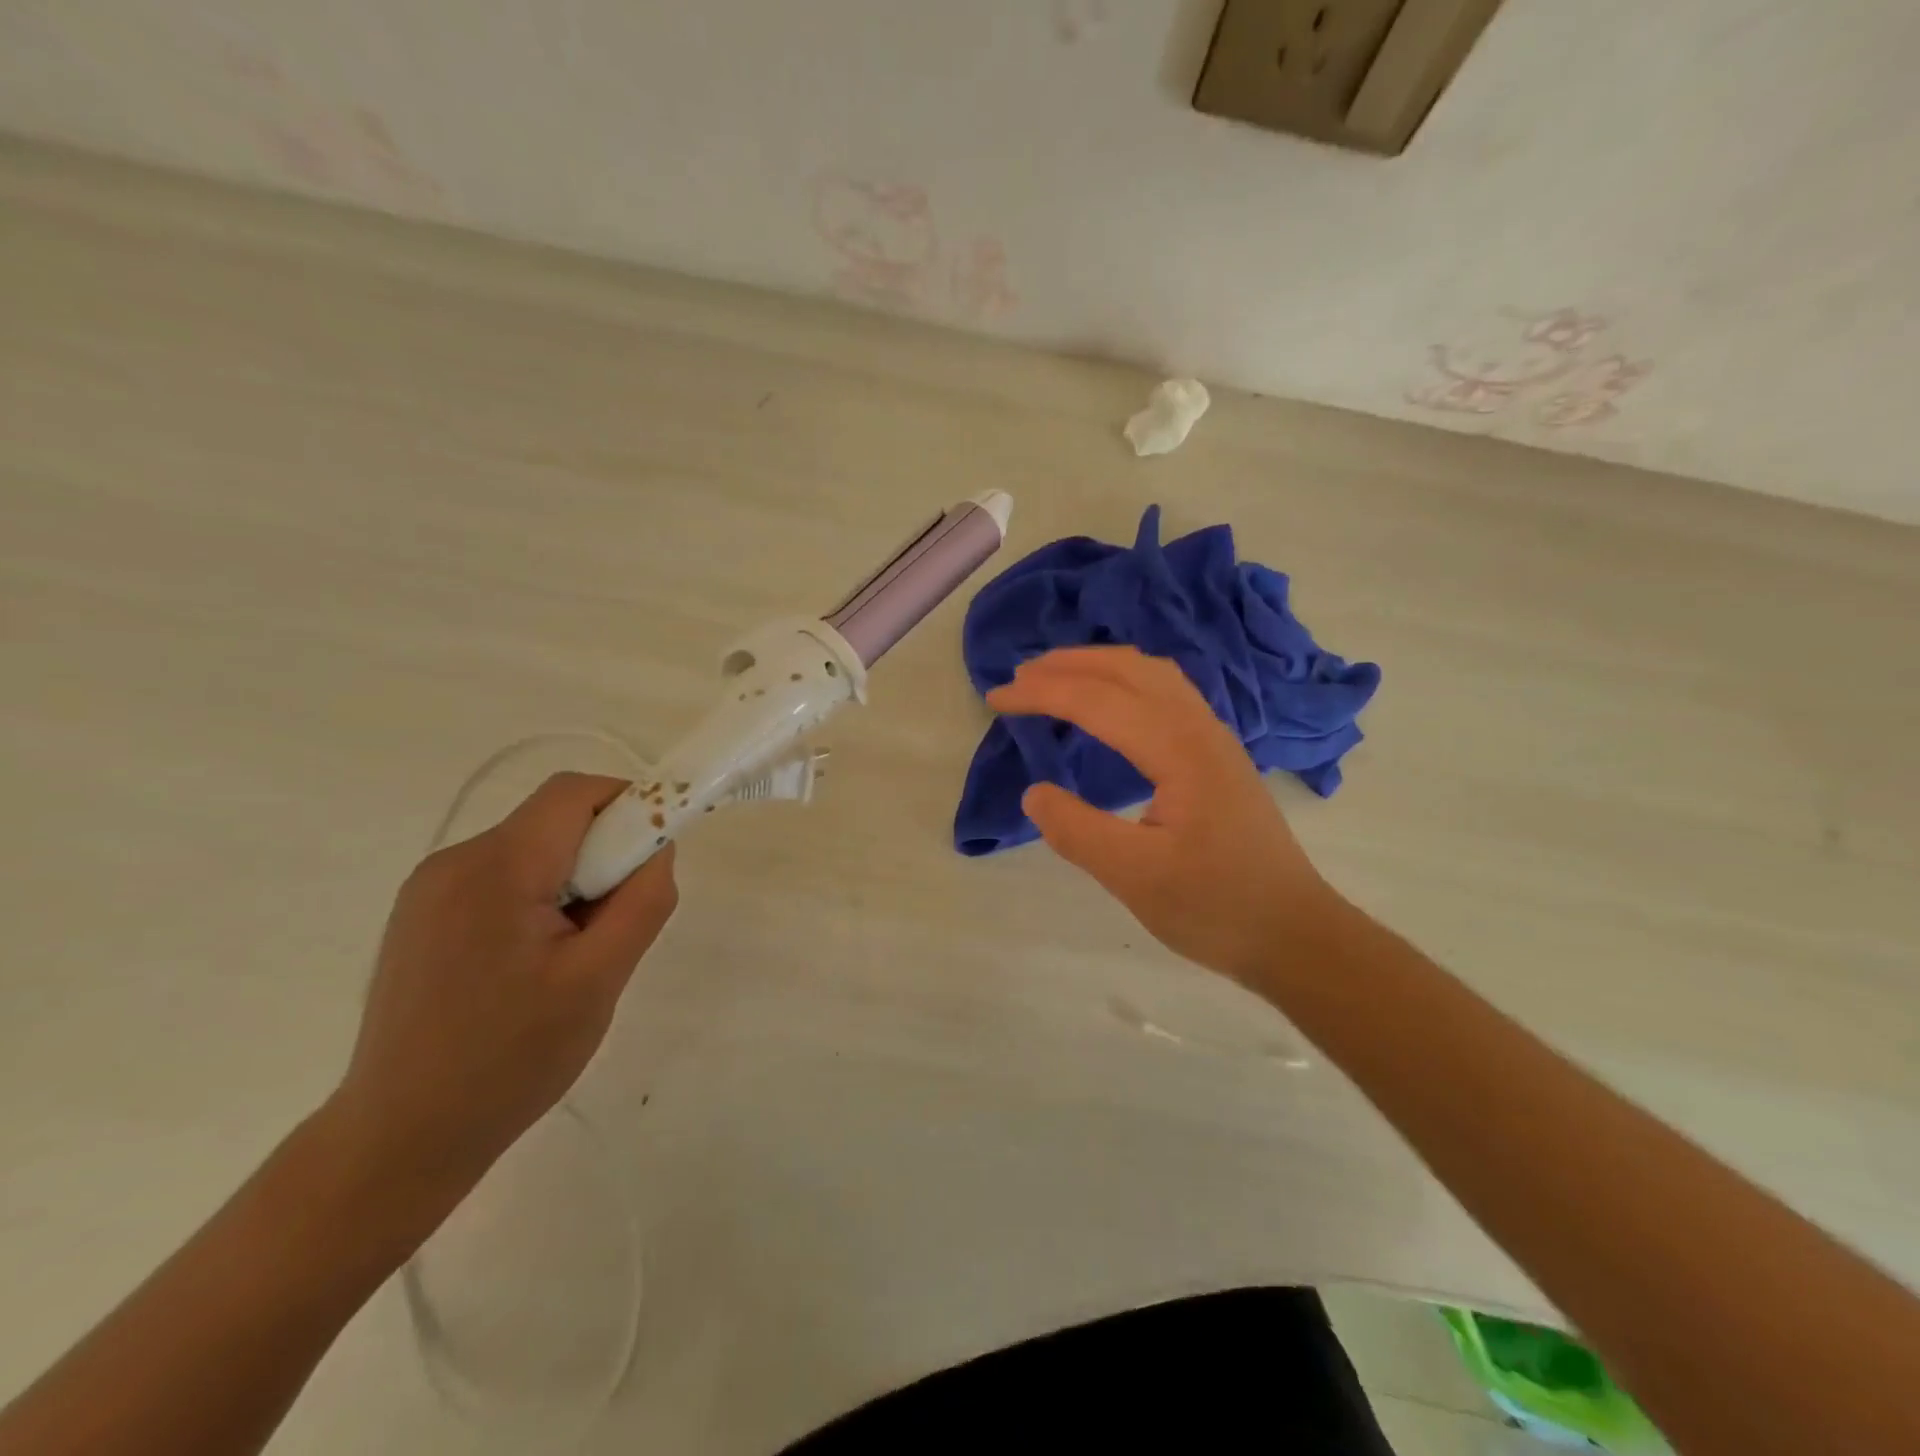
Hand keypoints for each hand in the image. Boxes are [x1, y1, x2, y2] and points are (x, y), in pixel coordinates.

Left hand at [330, 773, 678, 1201]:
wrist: (402, 1138)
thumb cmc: (512, 1059)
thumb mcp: (600, 979)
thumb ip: (642, 900)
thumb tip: (658, 846)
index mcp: (497, 868)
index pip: (575, 793)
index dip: (629, 806)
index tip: (651, 859)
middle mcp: (455, 861)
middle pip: (554, 821)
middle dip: (601, 856)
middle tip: (612, 927)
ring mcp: (429, 889)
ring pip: (531, 851)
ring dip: (571, 882)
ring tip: (571, 957)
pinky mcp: (421, 916)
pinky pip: (501, 878)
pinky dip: (536, 899)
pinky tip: (531, 965)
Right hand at [987, 647, 1333, 983]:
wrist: (1295, 933)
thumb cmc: (1216, 907)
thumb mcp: (1136, 878)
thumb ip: (1077, 831)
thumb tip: (1034, 792)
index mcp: (1179, 750)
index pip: (1098, 701)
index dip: (1042, 694)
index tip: (995, 700)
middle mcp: (1199, 728)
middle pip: (1128, 669)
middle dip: (1068, 664)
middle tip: (1018, 678)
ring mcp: (1214, 739)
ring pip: (1152, 674)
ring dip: (1099, 666)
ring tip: (1055, 677)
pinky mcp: (1218, 755)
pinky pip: (1166, 693)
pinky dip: (1124, 681)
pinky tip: (1111, 704)